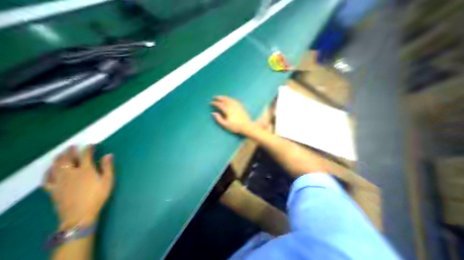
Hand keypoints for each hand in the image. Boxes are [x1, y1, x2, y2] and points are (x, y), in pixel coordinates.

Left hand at [44, 147, 113, 228]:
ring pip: (55, 167)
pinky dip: (48, 172)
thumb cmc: (98, 195)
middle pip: (67, 159)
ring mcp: (59, 181)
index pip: (85, 156)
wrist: (80, 214)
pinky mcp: (53, 189)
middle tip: (73, 146)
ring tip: (61, 153)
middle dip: (70, 151)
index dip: (88, 149)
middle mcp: (71, 173)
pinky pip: (47, 179)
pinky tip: (50, 169)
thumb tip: (109, 154)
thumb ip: (107, 166)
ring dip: (58, 158)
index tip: (91, 144)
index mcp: (86, 171)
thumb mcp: (108, 180)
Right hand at [211, 97, 255, 134]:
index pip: (220, 105)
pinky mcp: (241, 106)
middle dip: (219, 98)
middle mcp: (232, 106)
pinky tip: (230, 99)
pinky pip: (235, 100)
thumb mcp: (225, 125)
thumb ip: (219, 119)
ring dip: (224, 97)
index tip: (211, 103)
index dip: (215, 103)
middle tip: (214, 97)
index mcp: (227, 110)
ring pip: (230, 99)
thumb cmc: (235, 126)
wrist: (246, 126)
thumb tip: (213, 113)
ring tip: (221, 97)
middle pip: (225, 100)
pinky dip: (231, 98)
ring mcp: (237, 106)